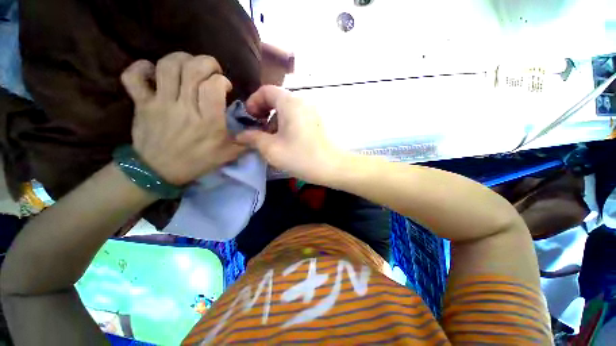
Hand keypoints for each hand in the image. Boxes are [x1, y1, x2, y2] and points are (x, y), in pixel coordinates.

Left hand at [121, 52, 243, 185]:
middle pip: (192, 69)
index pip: (214, 86)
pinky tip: (153, 71)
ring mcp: (160, 104)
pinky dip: (141, 68)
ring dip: (181, 59)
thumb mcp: (228, 155)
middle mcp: (185, 108)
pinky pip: (133, 77)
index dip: (221, 80)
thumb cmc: (197, 161)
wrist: (159, 172)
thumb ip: (245, 142)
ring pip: (167, 66)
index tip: (224, 86)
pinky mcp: (141, 104)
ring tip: (188, 67)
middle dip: (206, 62)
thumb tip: (259, 133)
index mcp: (208, 122)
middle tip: (210, 71)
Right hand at [237, 85, 342, 184]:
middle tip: (259, 131)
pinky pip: (297, 117)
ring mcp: (312, 111)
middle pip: (277, 99)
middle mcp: (303, 101)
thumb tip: (240, 135)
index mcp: (290, 102)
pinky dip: (287, 124)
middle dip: (264, 113)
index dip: (253, 102)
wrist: (332, 167)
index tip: (249, 119)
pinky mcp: (317, 121)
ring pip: (287, 109)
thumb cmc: (300, 156)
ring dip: (275, 121)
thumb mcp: (271, 149)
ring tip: (272, 139)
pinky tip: (286, 141)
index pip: (266, 90)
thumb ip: (253, 138)